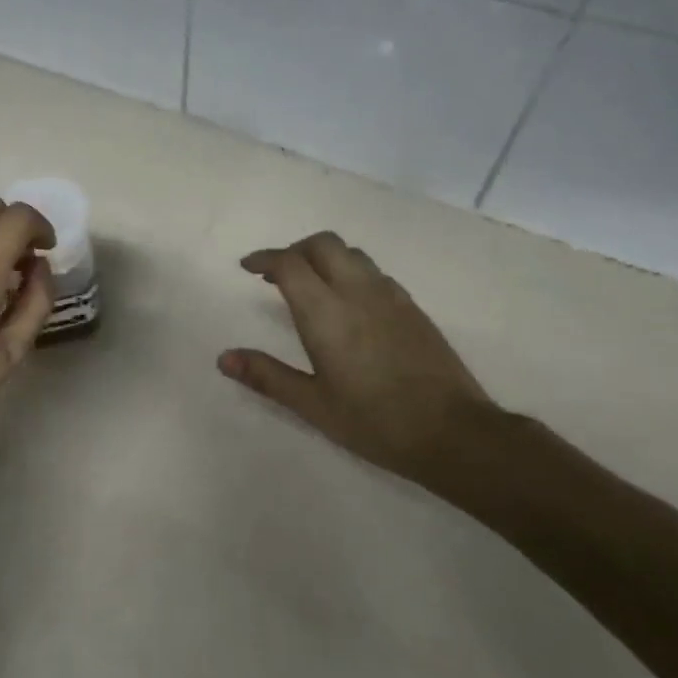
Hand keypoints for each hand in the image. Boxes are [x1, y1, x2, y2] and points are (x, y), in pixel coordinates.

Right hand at [218, 231, 498, 478]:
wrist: (453, 433)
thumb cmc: (374, 422)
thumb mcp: (313, 404)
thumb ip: (267, 376)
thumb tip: (224, 358)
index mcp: (326, 312)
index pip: (289, 263)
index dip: (264, 258)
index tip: (248, 267)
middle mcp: (357, 292)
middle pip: (322, 244)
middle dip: (294, 249)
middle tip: (276, 273)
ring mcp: (390, 296)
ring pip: (352, 254)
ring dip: (324, 258)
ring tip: (310, 285)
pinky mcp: (413, 308)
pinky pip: (374, 272)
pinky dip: (350, 272)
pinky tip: (348, 304)